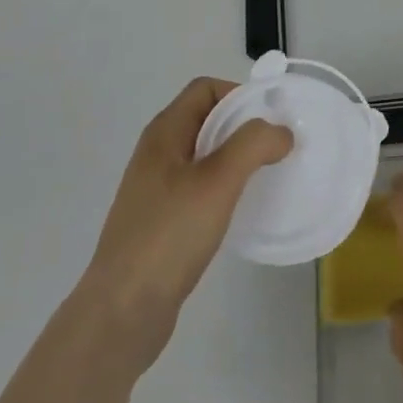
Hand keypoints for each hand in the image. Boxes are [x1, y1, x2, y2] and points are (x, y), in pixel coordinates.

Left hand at [71, 78, 290, 373]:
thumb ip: (252, 145)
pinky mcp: (162, 221)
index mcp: (164, 133)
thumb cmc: (168, 236)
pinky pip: (200, 188)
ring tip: (266, 178)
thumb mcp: (217, 182)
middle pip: (207, 119)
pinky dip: (225, 188)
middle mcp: (158, 153)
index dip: (239, 95)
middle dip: (244, 126)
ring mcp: (157, 189)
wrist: (121, 313)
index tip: (271, 120)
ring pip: (205, 156)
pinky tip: (240, 211)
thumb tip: (281, 131)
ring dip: (237, 159)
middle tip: (278, 148)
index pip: (205, 88)